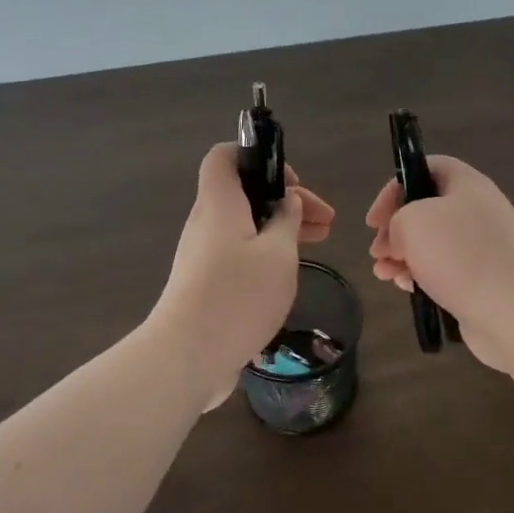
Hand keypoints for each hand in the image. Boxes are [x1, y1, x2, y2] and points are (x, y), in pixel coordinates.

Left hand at [151, 143, 335, 411]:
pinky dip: (267, 252)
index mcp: (220, 204)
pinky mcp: (205, 283)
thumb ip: (287, 221)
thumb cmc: (238, 296)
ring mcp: (203, 255)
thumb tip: (288, 202)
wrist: (187, 355)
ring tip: (321, 241)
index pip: (225, 156)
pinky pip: (239, 252)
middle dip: (287, 200)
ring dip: (282, 228)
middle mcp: (206, 223)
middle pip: (244, 193)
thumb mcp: (278, 254)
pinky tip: (290, 270)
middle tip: (325, 221)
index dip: (258, 156)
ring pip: (245, 225)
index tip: (292, 183)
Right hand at [364, 156, 513, 371]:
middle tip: (377, 250)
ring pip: (432, 244)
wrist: (510, 308)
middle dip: (395, 229)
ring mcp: (483, 247)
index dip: (397, 185)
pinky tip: (406, 288)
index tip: (375, 219)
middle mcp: (478, 211)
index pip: (429, 167)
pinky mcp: (482, 280)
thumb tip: (399, 240)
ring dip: (403, 255)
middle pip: (427, 209)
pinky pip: (445, 271)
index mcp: (468, 185)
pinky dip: (422, 276)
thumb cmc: (460, 254)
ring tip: (383, 273)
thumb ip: (397, 221)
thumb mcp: (413, 221)